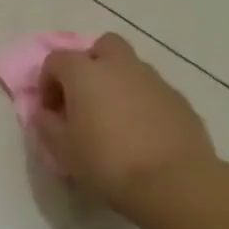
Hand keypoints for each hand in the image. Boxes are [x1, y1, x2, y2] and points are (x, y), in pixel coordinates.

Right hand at [35, 33, 215, 215]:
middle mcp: (120, 67)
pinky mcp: (180, 101)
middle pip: (103, 46)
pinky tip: (140, 133)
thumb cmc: (107, 162)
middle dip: (90, 65)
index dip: (48, 82)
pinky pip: (153, 91)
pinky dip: (142, 103)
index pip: (56, 60)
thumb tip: (47, 113)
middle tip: (84, 98)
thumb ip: (47, 124)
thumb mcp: (62, 149)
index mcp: (85, 73)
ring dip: (117, 84)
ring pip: (131, 68)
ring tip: (114, 120)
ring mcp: (155, 81)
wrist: (173, 183)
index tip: (50, 111)